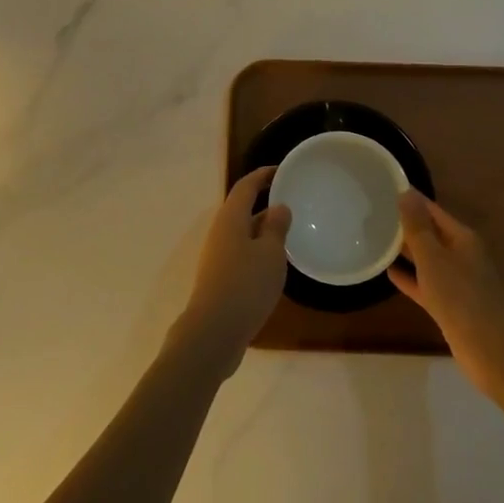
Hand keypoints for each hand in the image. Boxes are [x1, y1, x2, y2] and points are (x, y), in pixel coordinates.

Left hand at [173, 168, 290, 377]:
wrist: (213, 333)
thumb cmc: (245, 285)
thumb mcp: (270, 254)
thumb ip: (275, 228)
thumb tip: (278, 207)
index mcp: (231, 218)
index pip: (246, 186)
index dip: (263, 175)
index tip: (282, 169)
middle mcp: (220, 232)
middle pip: (241, 208)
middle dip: (263, 201)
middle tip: (290, 200)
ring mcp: (217, 256)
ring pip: (241, 232)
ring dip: (261, 228)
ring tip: (287, 231)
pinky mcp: (218, 278)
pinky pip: (240, 252)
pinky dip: (257, 249)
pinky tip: (272, 264)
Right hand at [389, 190, 503, 402]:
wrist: (492, 351)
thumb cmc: (461, 297)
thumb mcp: (434, 258)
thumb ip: (418, 227)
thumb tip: (406, 192)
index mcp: (462, 238)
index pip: (432, 210)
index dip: (411, 200)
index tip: (384, 188)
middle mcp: (461, 255)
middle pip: (430, 233)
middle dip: (406, 224)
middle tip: (373, 213)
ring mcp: (456, 282)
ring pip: (427, 259)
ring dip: (405, 251)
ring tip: (376, 239)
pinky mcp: (450, 306)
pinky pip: (425, 284)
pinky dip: (409, 278)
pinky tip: (388, 273)